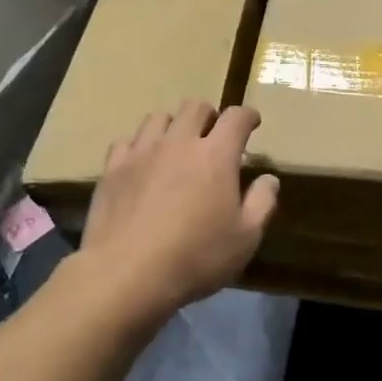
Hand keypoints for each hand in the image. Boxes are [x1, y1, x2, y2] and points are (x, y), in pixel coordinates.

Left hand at [78, 101, 278, 321]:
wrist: (125, 274)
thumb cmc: (195, 257)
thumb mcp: (245, 239)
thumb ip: (262, 203)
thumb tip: (269, 178)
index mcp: (216, 155)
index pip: (236, 117)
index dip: (248, 116)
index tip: (252, 123)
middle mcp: (179, 142)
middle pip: (195, 106)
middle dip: (209, 115)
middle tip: (213, 136)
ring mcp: (142, 152)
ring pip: (158, 117)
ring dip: (173, 125)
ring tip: (176, 146)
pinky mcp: (113, 168)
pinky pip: (127, 141)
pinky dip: (139, 145)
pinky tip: (142, 164)